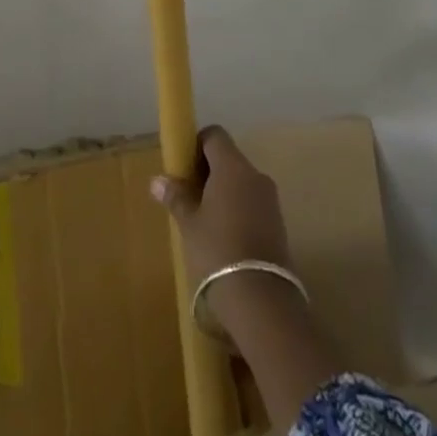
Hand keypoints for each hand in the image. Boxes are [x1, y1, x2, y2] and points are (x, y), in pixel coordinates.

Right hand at [150, 126, 293, 284]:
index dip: (197, 145)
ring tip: (205, 220)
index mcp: (232, 166)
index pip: (215, 135)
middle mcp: (255, 174)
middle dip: (209, 171)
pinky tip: (225, 237)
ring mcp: (270, 200)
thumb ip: (176, 197)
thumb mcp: (189, 224)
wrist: (262, 300)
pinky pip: (254, 203)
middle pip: (229, 158)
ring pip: (242, 182)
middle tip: (189, 196)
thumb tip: (157, 180)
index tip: (183, 167)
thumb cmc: (218, 251)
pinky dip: (239, 210)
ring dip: (224, 192)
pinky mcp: (279, 224)